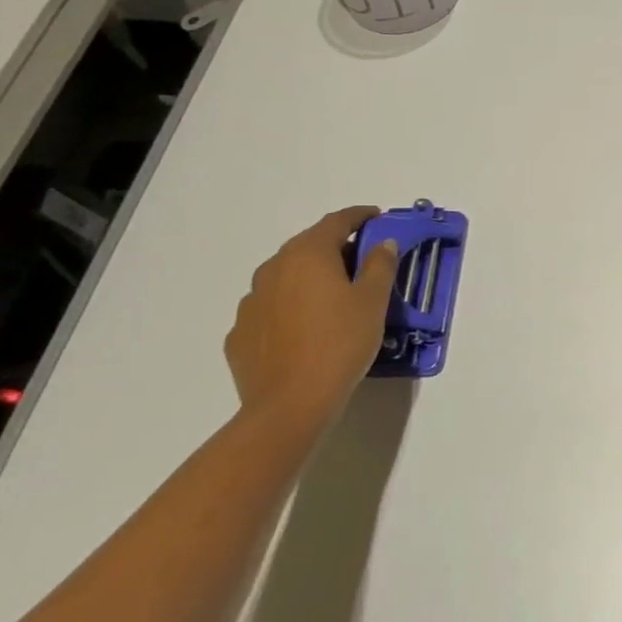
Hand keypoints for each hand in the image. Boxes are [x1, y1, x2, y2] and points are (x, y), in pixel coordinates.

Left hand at [224, 207, 398, 434]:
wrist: (289, 405)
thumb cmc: (340, 344)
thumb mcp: (373, 302)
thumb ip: (380, 265)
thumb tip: (381, 243)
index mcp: (308, 254)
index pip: (336, 221)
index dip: (360, 216)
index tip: (377, 217)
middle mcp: (273, 268)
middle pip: (309, 246)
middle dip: (336, 247)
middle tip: (363, 261)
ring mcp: (251, 301)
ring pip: (287, 277)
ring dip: (311, 278)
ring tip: (334, 299)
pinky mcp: (240, 333)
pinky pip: (271, 308)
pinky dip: (291, 308)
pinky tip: (306, 329)